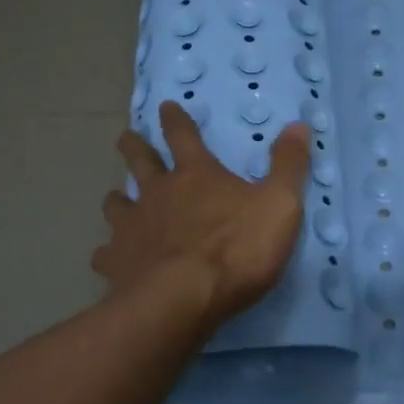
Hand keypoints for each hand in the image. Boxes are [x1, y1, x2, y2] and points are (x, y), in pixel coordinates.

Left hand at [95, 101, 311, 330]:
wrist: (184, 298)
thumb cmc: (237, 249)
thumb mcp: (279, 204)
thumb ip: (288, 165)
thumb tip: (298, 124)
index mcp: (197, 175)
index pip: (184, 136)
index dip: (176, 120)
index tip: (165, 106)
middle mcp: (158, 193)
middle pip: (140, 161)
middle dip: (134, 146)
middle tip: (126, 137)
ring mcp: (132, 227)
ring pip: (116, 204)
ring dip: (117, 199)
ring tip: (116, 199)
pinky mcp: (117, 262)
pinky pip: (105, 254)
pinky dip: (108, 254)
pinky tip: (109, 260)